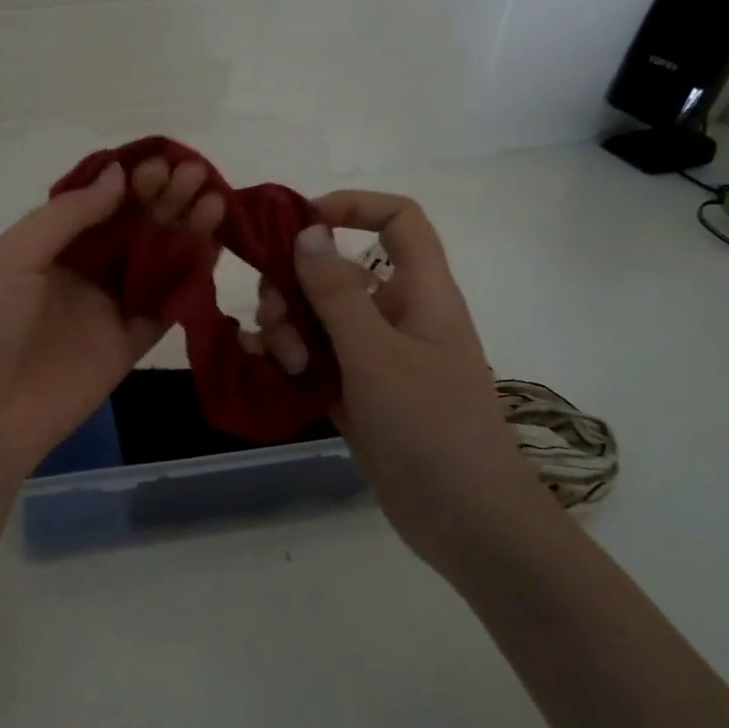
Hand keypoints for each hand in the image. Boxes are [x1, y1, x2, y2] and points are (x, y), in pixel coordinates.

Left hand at [0, 155, 223, 475]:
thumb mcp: (14, 257)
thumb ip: (68, 216)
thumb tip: (118, 176)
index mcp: (48, 246)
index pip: (98, 203)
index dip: (130, 182)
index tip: (160, 164)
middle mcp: (82, 271)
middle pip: (132, 228)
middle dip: (163, 199)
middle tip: (194, 177)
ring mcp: (108, 307)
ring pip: (155, 262)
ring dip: (183, 232)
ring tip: (213, 203)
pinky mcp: (129, 344)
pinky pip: (166, 307)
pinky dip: (190, 280)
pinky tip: (213, 251)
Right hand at [249, 191, 549, 557]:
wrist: (465, 520)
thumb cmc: (431, 426)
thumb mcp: (377, 354)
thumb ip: (337, 292)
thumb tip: (307, 231)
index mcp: (422, 293)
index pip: (399, 221)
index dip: (353, 207)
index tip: (300, 224)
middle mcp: (398, 316)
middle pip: (340, 272)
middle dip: (297, 284)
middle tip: (274, 314)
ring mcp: (376, 358)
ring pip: (320, 318)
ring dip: (289, 327)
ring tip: (281, 359)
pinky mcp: (357, 394)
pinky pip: (314, 359)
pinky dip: (288, 359)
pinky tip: (263, 367)